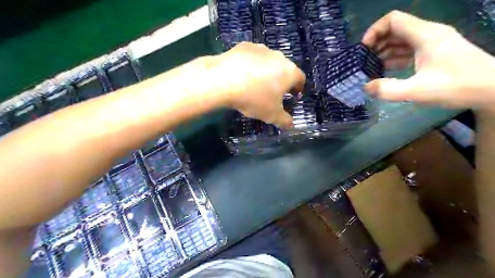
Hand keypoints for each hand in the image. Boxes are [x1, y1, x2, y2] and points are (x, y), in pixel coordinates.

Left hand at [211, 42, 303, 128]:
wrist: (223, 81)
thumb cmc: (254, 99)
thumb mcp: (271, 115)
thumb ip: (284, 121)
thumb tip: (291, 125)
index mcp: (289, 72)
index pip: (300, 79)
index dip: (298, 88)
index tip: (294, 95)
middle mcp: (278, 57)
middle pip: (285, 68)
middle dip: (282, 79)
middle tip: (275, 91)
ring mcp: (261, 49)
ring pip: (269, 61)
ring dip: (267, 71)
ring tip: (257, 82)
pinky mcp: (245, 46)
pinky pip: (253, 57)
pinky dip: (252, 64)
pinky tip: (243, 74)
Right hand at [362, 11, 494, 112]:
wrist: (492, 90)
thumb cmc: (457, 87)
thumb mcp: (418, 90)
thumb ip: (388, 89)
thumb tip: (366, 87)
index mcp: (425, 35)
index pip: (393, 20)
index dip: (374, 31)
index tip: (363, 50)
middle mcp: (427, 34)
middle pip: (395, 30)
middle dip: (376, 44)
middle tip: (363, 62)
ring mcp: (431, 44)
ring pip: (400, 41)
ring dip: (383, 52)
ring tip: (370, 68)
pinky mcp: (432, 54)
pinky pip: (407, 51)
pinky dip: (393, 58)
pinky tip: (384, 71)